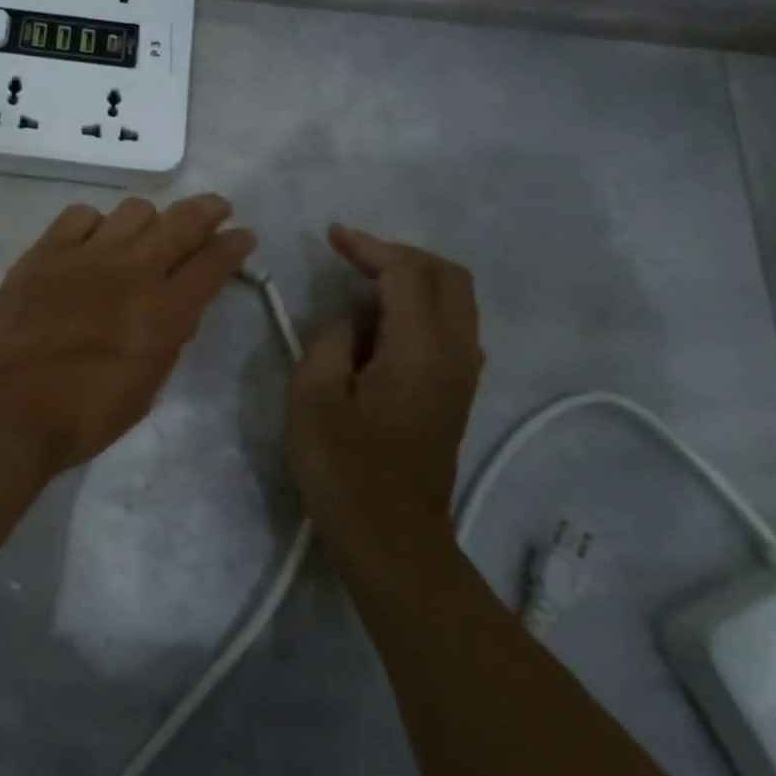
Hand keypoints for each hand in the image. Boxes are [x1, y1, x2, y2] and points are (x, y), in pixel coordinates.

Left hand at [0, 193, 255, 479]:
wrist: (3, 409)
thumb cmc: (80, 418)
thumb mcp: (144, 389)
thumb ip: (164, 340)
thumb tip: (171, 310)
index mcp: (165, 312)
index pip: (213, 263)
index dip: (234, 245)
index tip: (243, 236)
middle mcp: (132, 272)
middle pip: (181, 223)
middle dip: (206, 211)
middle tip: (216, 209)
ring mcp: (85, 256)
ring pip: (133, 210)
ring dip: (151, 218)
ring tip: (148, 230)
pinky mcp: (44, 253)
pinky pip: (79, 216)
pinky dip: (94, 223)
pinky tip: (92, 240)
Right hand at [289, 226, 483, 549]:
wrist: (392, 539)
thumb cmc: (345, 470)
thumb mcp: (313, 398)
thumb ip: (332, 342)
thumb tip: (353, 323)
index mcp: (421, 350)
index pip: (406, 274)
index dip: (369, 247)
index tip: (332, 235)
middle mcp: (456, 354)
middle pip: (448, 277)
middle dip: (401, 254)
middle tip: (354, 255)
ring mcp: (462, 376)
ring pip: (455, 301)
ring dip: (414, 279)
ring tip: (364, 282)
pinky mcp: (455, 395)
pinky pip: (449, 328)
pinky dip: (420, 307)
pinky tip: (382, 323)